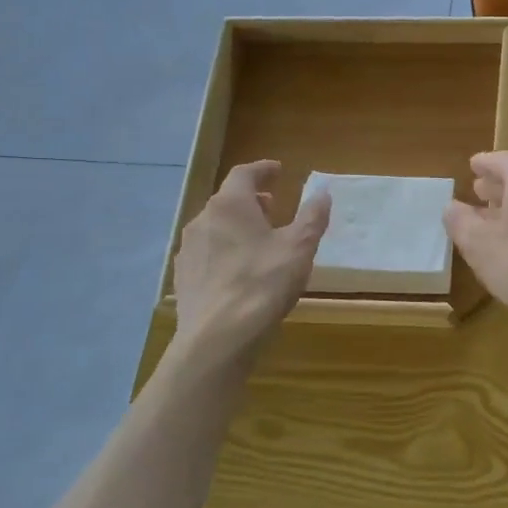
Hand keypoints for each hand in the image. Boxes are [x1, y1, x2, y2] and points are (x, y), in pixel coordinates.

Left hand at [173, 161, 329, 355]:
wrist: (217, 338)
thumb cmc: (263, 283)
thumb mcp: (300, 247)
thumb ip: (312, 216)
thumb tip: (323, 192)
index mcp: (230, 205)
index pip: (244, 174)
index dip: (263, 170)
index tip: (278, 171)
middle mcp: (203, 220)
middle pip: (227, 200)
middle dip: (251, 200)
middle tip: (273, 207)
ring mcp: (188, 250)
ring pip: (215, 227)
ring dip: (237, 226)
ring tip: (259, 241)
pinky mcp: (184, 278)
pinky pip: (207, 253)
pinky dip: (225, 250)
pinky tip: (239, 270)